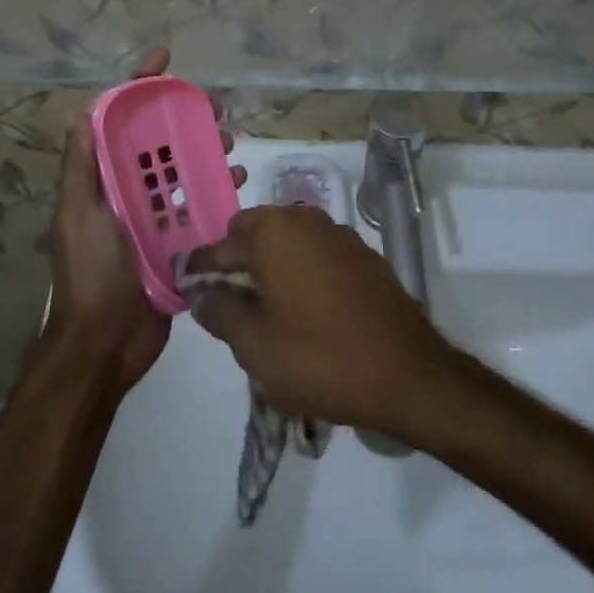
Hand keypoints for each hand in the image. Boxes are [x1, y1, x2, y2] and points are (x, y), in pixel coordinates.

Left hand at [46, 47, 242, 394]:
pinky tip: (240, 182)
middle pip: (161, 139)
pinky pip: (202, 206)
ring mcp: (156, 215)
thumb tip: (76, 110)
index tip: (166, 57)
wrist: (106, 345)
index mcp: (104, 177)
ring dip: (206, 149)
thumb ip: (81, 166)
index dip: (141, 84)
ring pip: (186, 168)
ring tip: (230, 142)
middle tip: (217, 106)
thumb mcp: (78, 214)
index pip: (120, 119)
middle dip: (185, 115)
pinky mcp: (179, 240)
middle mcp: (130, 189)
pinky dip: (220, 189)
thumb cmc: (90, 273)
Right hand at [184, 207, 455, 436]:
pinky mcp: (361, 253)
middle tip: (227, 300)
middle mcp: (303, 219)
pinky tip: (303, 308)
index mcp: (272, 232)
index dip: (200, 266)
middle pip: (254, 232)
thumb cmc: (321, 358)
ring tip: (264, 307)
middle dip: (236, 260)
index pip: (221, 244)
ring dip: (269, 263)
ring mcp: (337, 233)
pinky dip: (300, 269)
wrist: (409, 373)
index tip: (185, 282)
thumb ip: (220, 312)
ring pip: (286, 240)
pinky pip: (315, 252)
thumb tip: (202, 292)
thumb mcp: (256, 346)